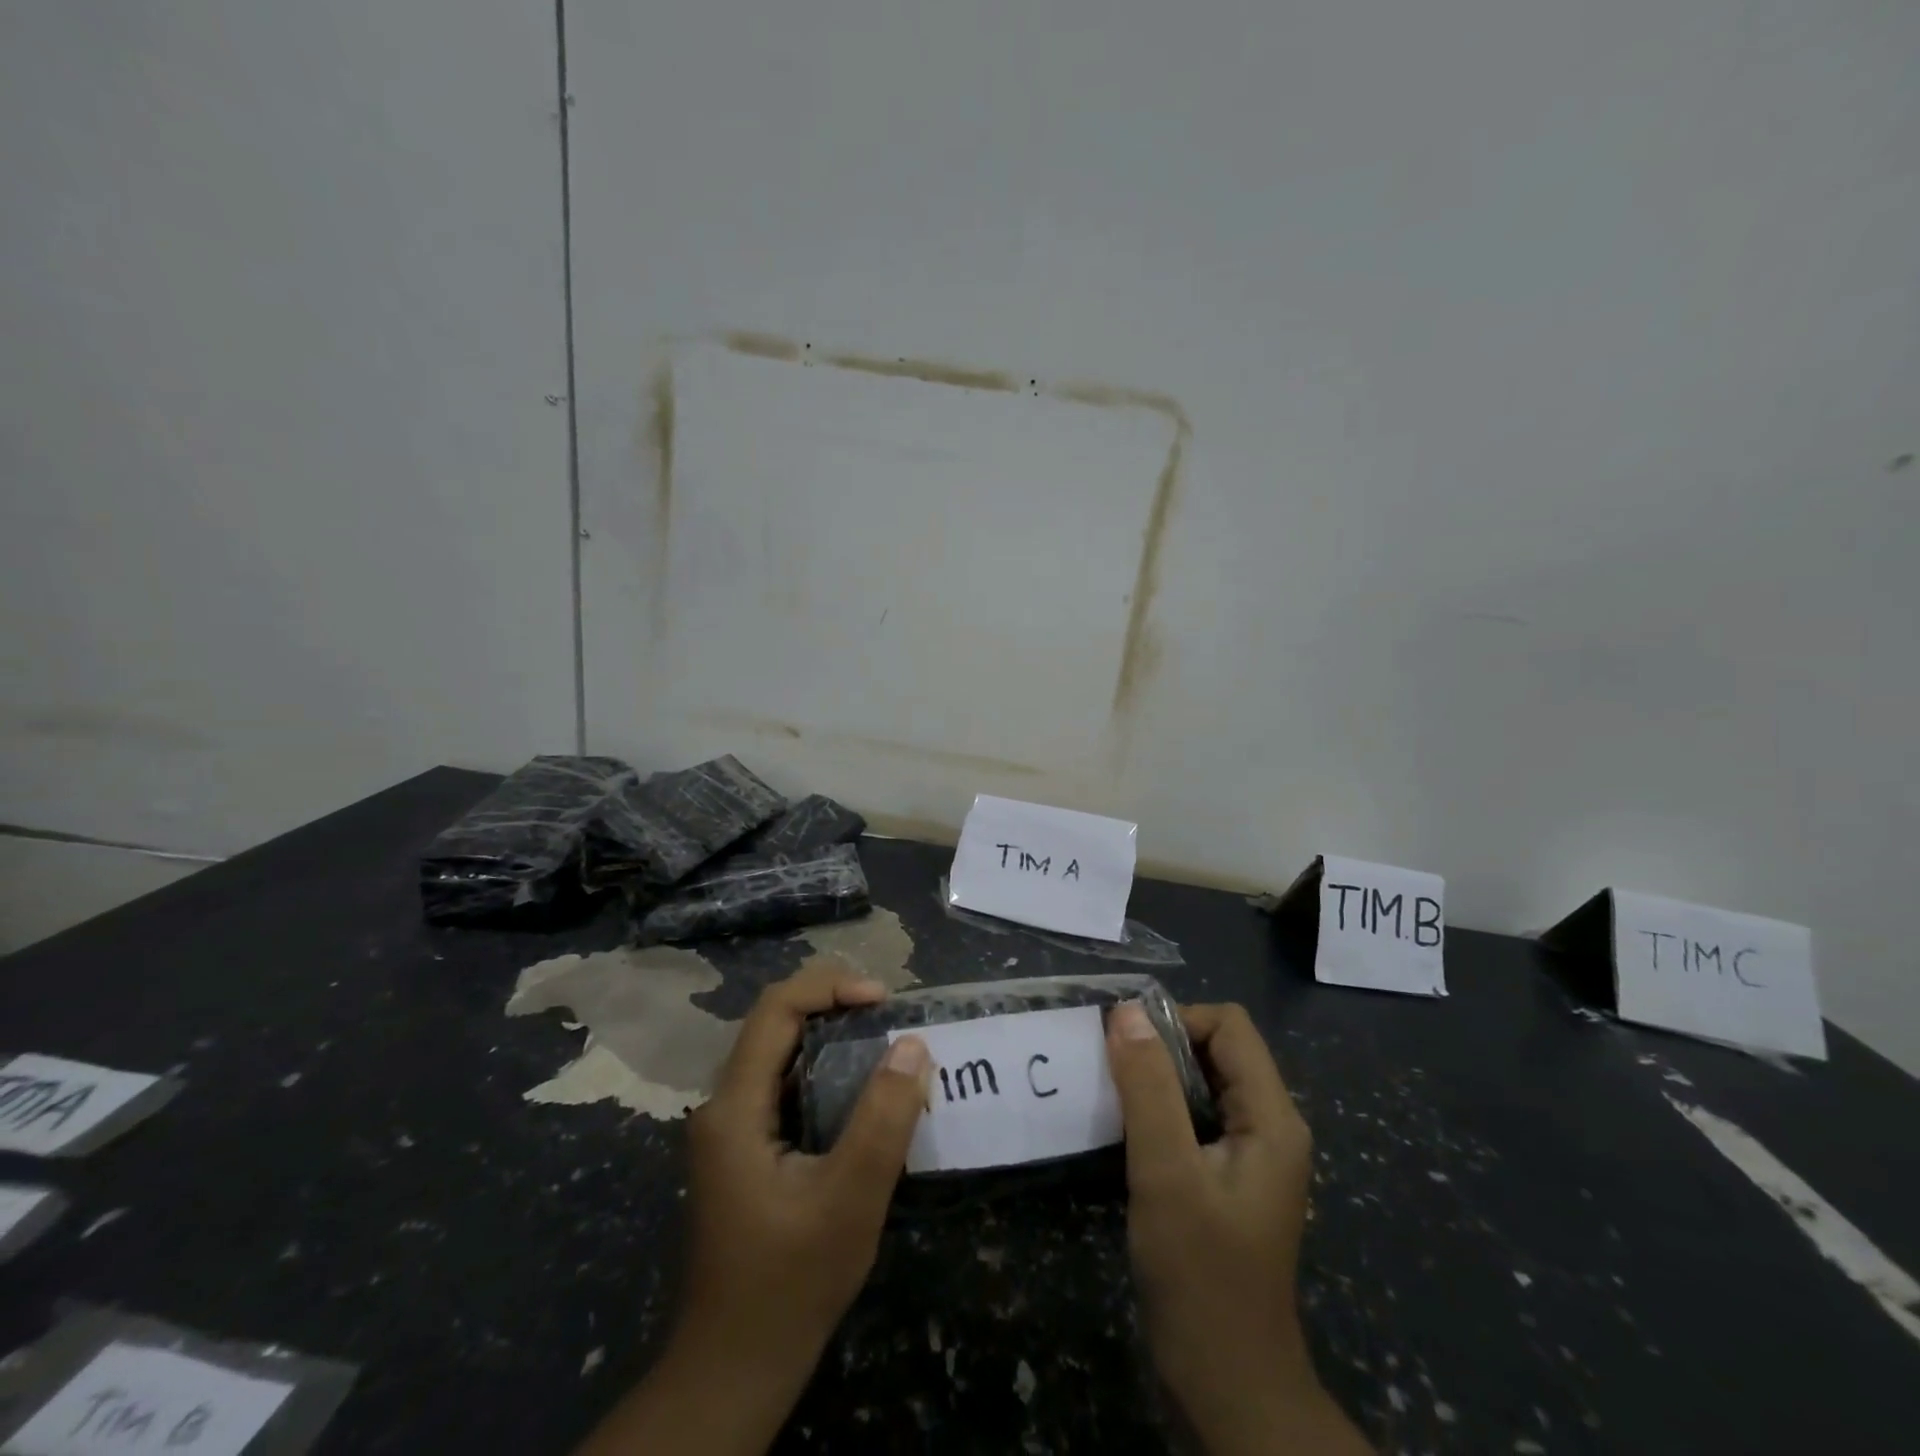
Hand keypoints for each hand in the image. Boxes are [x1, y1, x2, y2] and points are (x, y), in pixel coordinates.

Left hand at [576, 961, 930, 1455]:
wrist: (734, 1370)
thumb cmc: (790, 1285)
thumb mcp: (849, 1200)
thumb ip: (883, 1119)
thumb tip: (912, 1045)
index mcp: (733, 1108)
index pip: (775, 1010)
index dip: (830, 987)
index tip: (883, 999)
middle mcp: (722, 1106)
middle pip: (774, 1024)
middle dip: (833, 1005)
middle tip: (889, 1016)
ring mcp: (730, 1130)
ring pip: (779, 1054)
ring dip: (830, 1037)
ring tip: (883, 1044)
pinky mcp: (744, 1152)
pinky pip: (784, 1086)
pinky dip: (824, 1072)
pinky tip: (860, 1093)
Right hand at [1106, 1001, 1369, 1455]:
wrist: (1227, 1387)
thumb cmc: (1201, 1276)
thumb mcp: (1166, 1173)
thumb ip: (1147, 1087)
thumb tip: (1125, 1011)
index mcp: (1272, 1117)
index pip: (1228, 1026)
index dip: (1176, 1021)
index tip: (1125, 1046)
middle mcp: (1270, 1125)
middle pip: (1217, 1049)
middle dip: (1161, 1049)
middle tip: (1110, 1071)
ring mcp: (1250, 1154)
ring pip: (1202, 1083)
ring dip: (1155, 1080)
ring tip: (1110, 1095)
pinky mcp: (1227, 1178)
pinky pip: (1194, 1117)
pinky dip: (1159, 1111)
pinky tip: (1125, 1132)